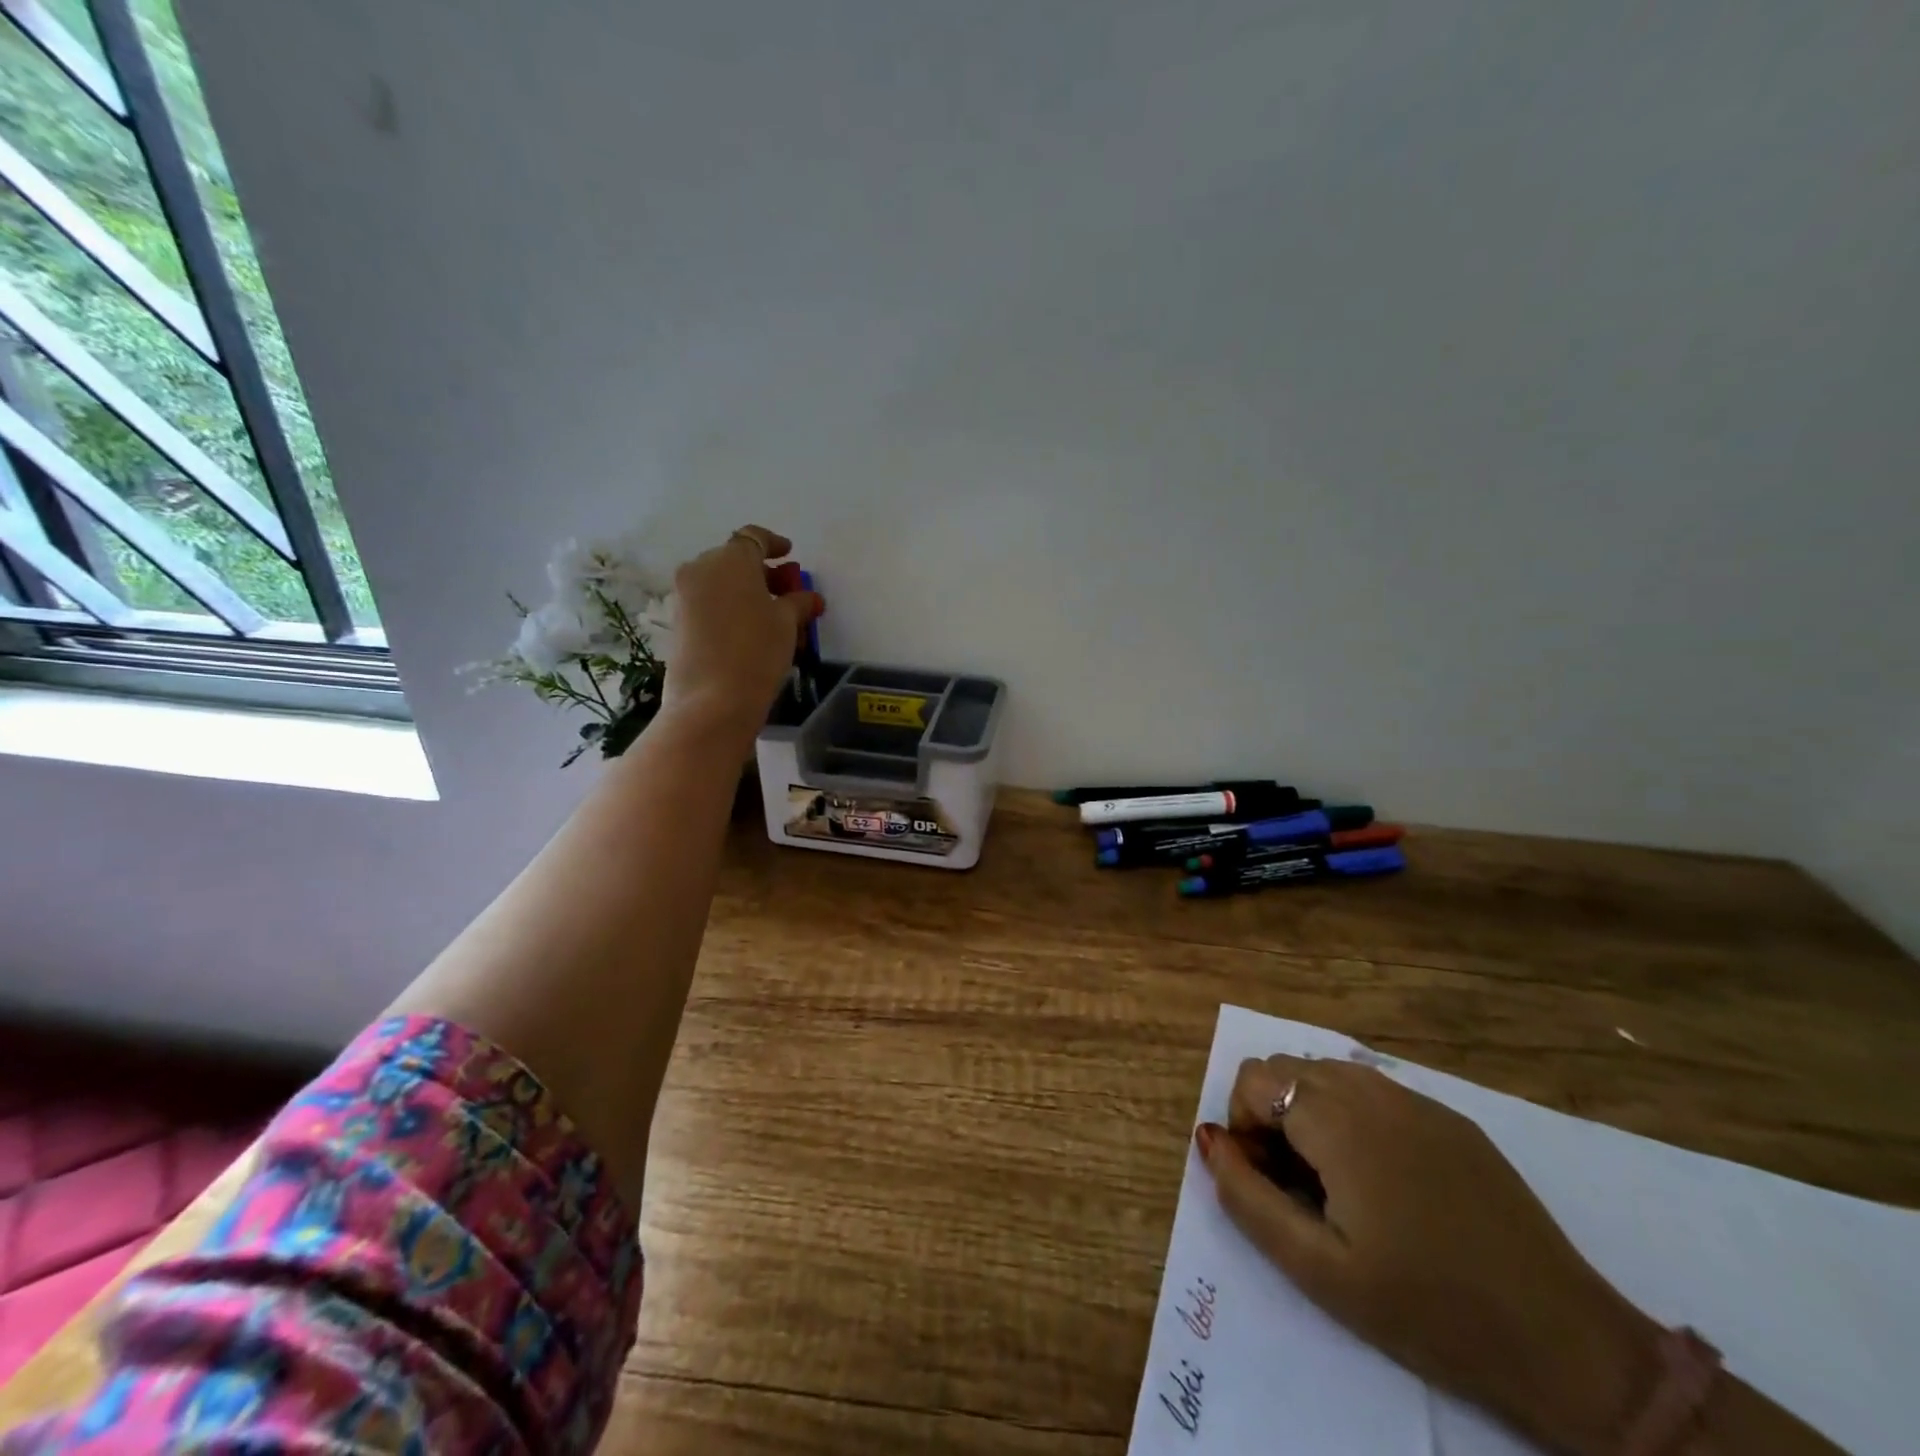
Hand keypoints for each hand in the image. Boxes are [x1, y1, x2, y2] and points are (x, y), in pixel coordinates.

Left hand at [661, 524, 823, 738]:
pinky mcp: (679, 622)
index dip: (775, 545)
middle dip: (764, 573)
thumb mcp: (787, 623)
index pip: (754, 538)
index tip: (791, 555)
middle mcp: (701, 568)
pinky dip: (733, 609)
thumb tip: (807, 598)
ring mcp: (685, 596)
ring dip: (749, 593)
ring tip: (776, 618)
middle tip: (789, 592)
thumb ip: (798, 602)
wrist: (712, 701)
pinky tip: (753, 631)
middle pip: (736, 561)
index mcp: (730, 559)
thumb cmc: (757, 650)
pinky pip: (711, 604)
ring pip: (722, 584)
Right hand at [1195, 1056, 1660, 1455]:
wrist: (1566, 1343)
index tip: (1269, 1182)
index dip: (1243, 1125)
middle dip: (1272, 1115)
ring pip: (1329, 1073)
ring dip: (1310, 1112)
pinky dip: (1353, 1117)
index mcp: (1337, 1119)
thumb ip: (1247, 1197)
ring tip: (1335, 1183)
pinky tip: (1385, 1182)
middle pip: (1287, 1068)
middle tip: (1298, 1187)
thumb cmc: (1428, 1309)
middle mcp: (1372, 1089)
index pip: (1253, 1078)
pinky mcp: (1451, 1119)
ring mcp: (1417, 1100)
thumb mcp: (1319, 1269)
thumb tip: (1208, 1139)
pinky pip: (1375, 1092)